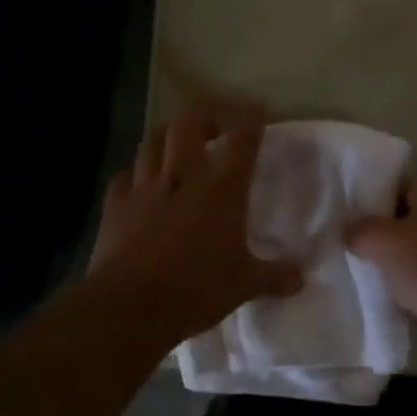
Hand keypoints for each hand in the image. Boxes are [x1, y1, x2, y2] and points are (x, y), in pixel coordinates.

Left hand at [88, 103, 303, 346]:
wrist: (129, 307)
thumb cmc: (196, 290)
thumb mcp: (243, 285)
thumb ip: (273, 276)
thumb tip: (301, 277)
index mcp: (222, 189)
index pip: (242, 140)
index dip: (252, 118)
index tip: (258, 108)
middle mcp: (183, 176)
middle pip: (190, 121)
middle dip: (206, 111)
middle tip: (217, 121)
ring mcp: (145, 188)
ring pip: (154, 140)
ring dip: (169, 132)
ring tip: (178, 138)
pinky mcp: (115, 206)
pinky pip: (124, 176)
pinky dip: (135, 172)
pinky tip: (140, 180)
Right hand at [347, 181, 416, 370]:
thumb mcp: (384, 242)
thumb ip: (361, 232)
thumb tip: (349, 230)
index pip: (399, 188)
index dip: (373, 204)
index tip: (349, 224)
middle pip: (413, 221)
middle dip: (387, 239)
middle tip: (355, 255)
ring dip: (404, 268)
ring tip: (372, 282)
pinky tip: (400, 305)